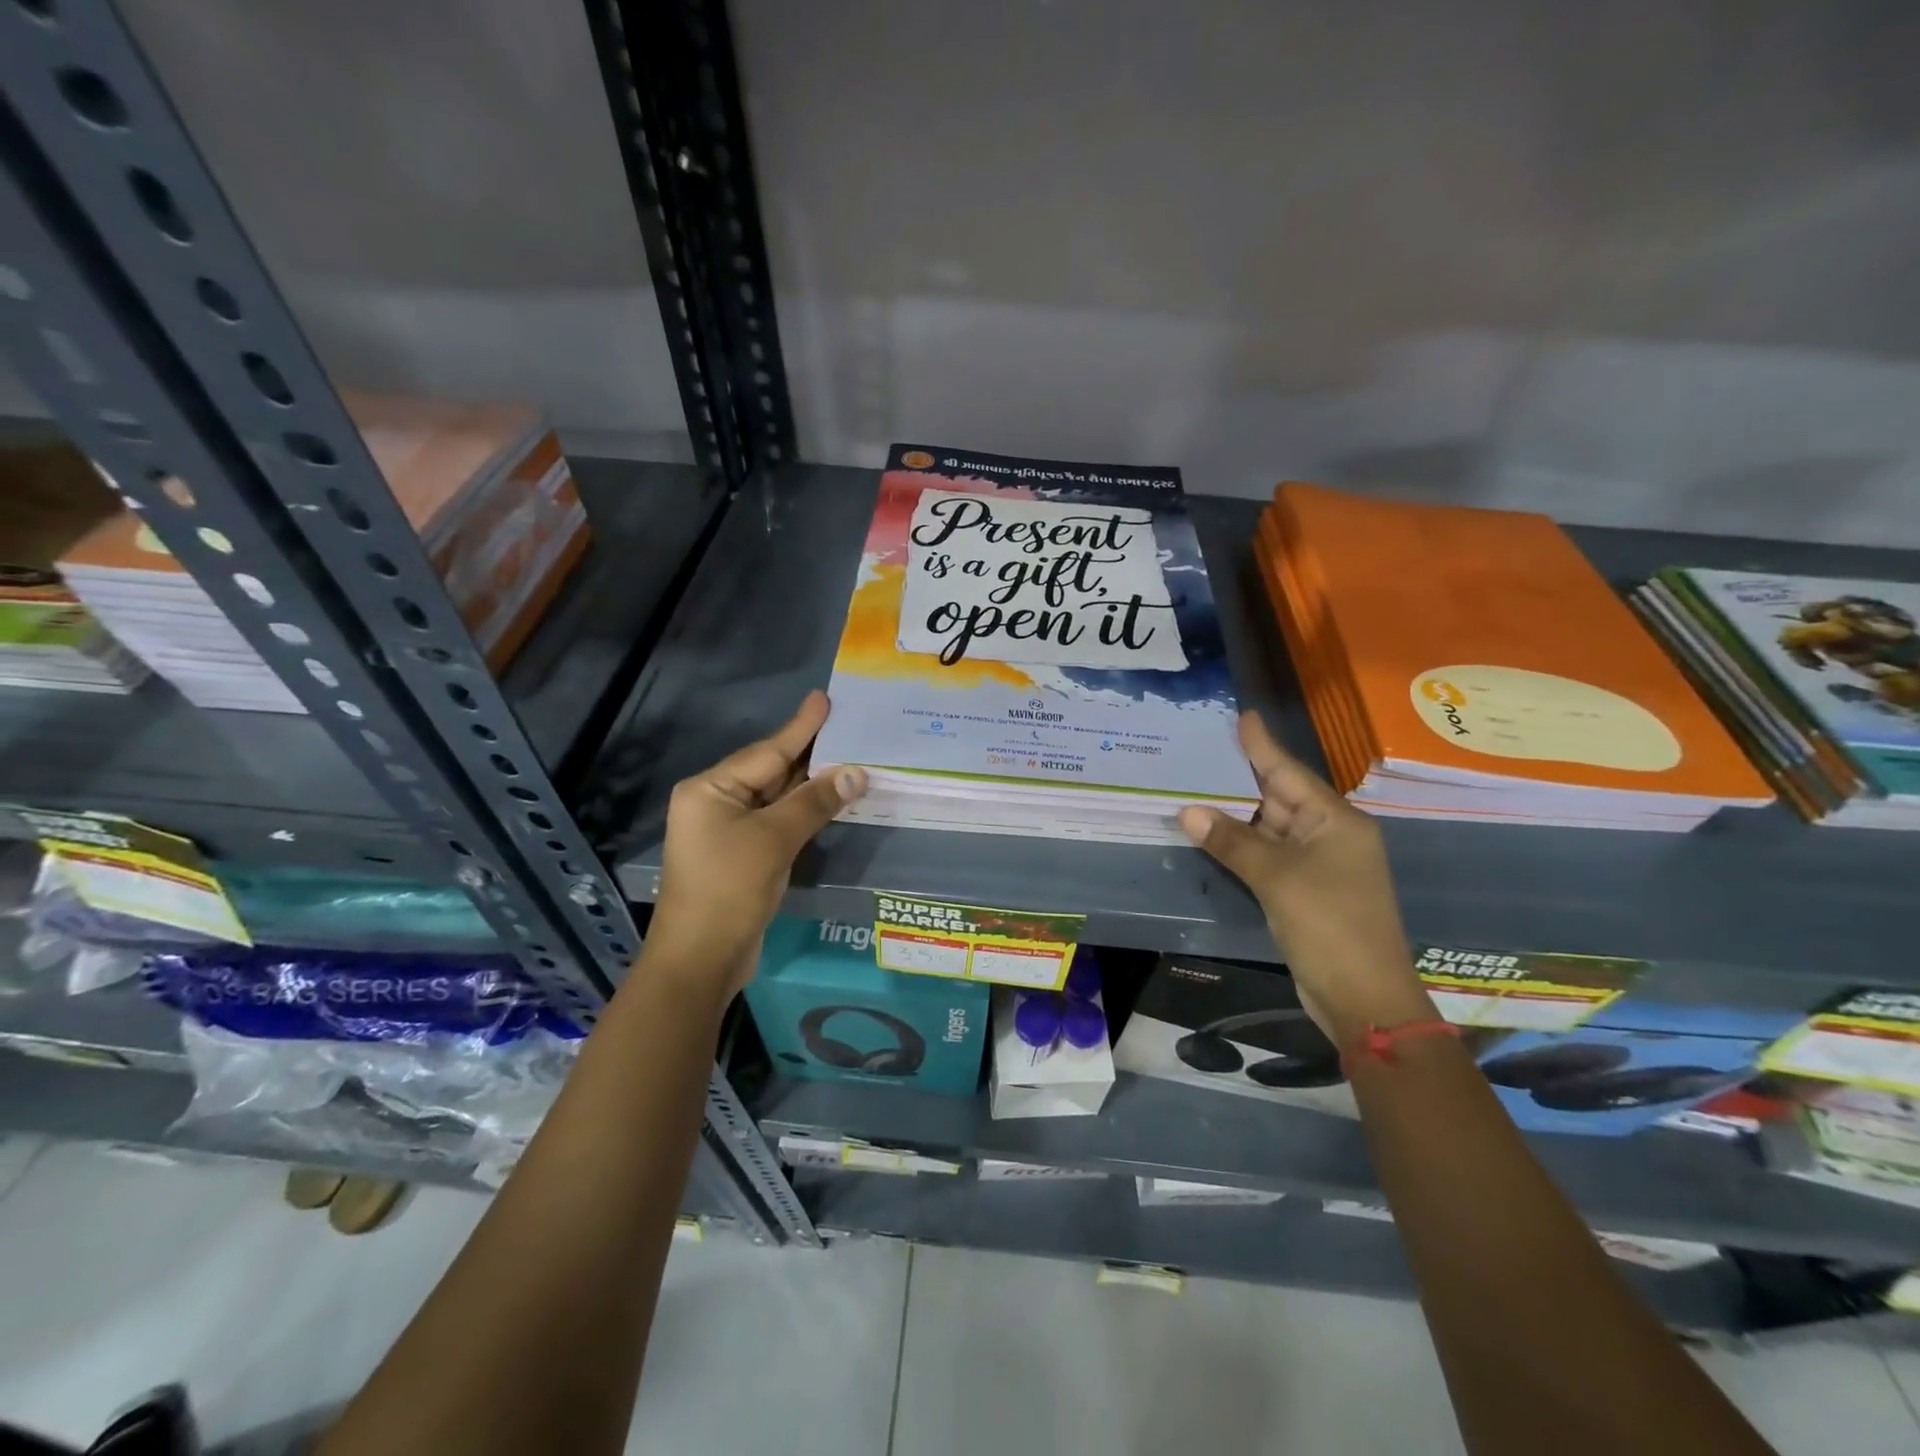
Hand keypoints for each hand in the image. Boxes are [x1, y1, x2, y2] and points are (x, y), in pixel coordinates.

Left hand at [646, 691, 866, 995]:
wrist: (700, 959)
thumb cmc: (729, 889)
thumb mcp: (774, 840)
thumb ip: (814, 802)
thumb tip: (856, 774)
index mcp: (710, 789)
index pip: (767, 752)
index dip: (801, 727)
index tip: (824, 699)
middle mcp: (714, 803)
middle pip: (770, 770)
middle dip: (810, 754)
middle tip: (848, 727)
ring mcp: (726, 830)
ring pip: (776, 797)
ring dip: (811, 784)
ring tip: (849, 757)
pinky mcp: (741, 854)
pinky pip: (776, 821)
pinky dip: (803, 811)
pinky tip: (830, 800)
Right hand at [1179, 713, 1434, 1043]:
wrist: (1363, 997)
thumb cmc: (1328, 925)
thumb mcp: (1276, 878)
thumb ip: (1232, 841)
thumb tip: (1188, 812)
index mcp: (1336, 821)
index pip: (1289, 773)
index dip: (1262, 745)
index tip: (1242, 716)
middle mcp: (1330, 835)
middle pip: (1279, 797)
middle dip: (1240, 778)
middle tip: (1201, 751)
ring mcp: (1319, 865)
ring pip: (1271, 828)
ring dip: (1236, 815)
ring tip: (1195, 787)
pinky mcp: (1305, 890)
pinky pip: (1269, 855)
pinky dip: (1242, 845)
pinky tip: (1213, 834)